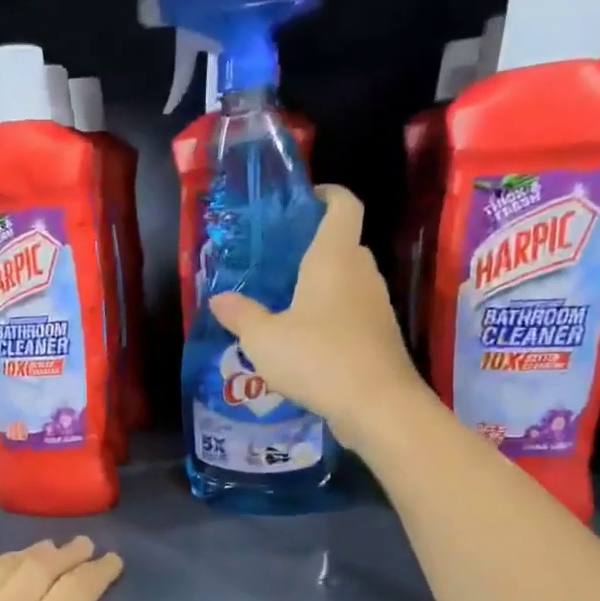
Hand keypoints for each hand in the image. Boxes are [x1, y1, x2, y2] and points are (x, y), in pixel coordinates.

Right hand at [209, 184, 426, 451]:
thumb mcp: (263, 339)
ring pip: (347, 280)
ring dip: (320, 285)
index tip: (302, 200)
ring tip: (284, 303)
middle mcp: (361, 272)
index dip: (326, 195)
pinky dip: (331, 315)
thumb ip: (240, 315)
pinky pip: (352, 311)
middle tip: (276, 262)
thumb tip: (219, 299)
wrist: (377, 405)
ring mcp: (376, 304)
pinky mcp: (380, 334)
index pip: (343, 205)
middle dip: (312, 247)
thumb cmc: (317, 358)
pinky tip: (305, 340)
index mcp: (334, 257)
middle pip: (342, 244)